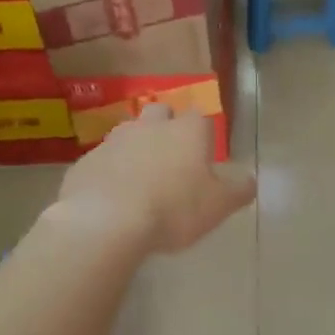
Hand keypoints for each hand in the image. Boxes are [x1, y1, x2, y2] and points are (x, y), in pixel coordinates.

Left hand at [55, 104, 254, 252]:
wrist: (105, 221)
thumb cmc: (173, 209)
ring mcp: (114, 141)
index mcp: (187, 131)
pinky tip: (113, 197)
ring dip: (136, 148)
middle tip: (171, 158)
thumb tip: (249, 179)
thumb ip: (239, 189)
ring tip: (141, 178)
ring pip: (129, 133)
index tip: (204, 157)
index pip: (200, 119)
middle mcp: (151, 126)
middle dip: (166, 127)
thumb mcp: (219, 205)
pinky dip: (110, 172)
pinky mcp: (86, 162)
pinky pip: (103, 161)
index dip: (203, 135)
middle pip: (160, 113)